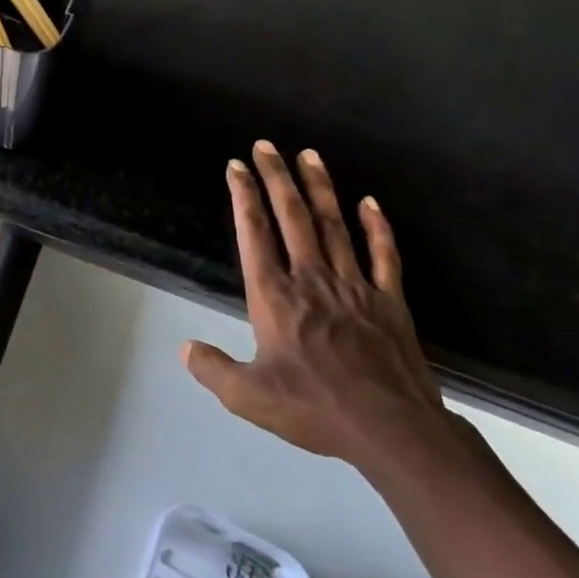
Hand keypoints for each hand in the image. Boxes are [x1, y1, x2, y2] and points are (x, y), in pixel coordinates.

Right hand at [182, 141, 457, 481]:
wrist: (394, 432)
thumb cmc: (316, 409)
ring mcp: (354, 286)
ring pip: (334, 225)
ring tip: (309, 155)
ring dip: (320, 188)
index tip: (236, 166)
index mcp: (275, 296)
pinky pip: (384, 255)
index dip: (243, 196)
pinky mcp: (389, 301)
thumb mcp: (249, 398)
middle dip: (276, 177)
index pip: (254, 233)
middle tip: (266, 145)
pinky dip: (377, 227)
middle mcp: (311, 279)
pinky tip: (370, 203)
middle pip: (292, 216)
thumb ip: (213, 368)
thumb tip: (184, 348)